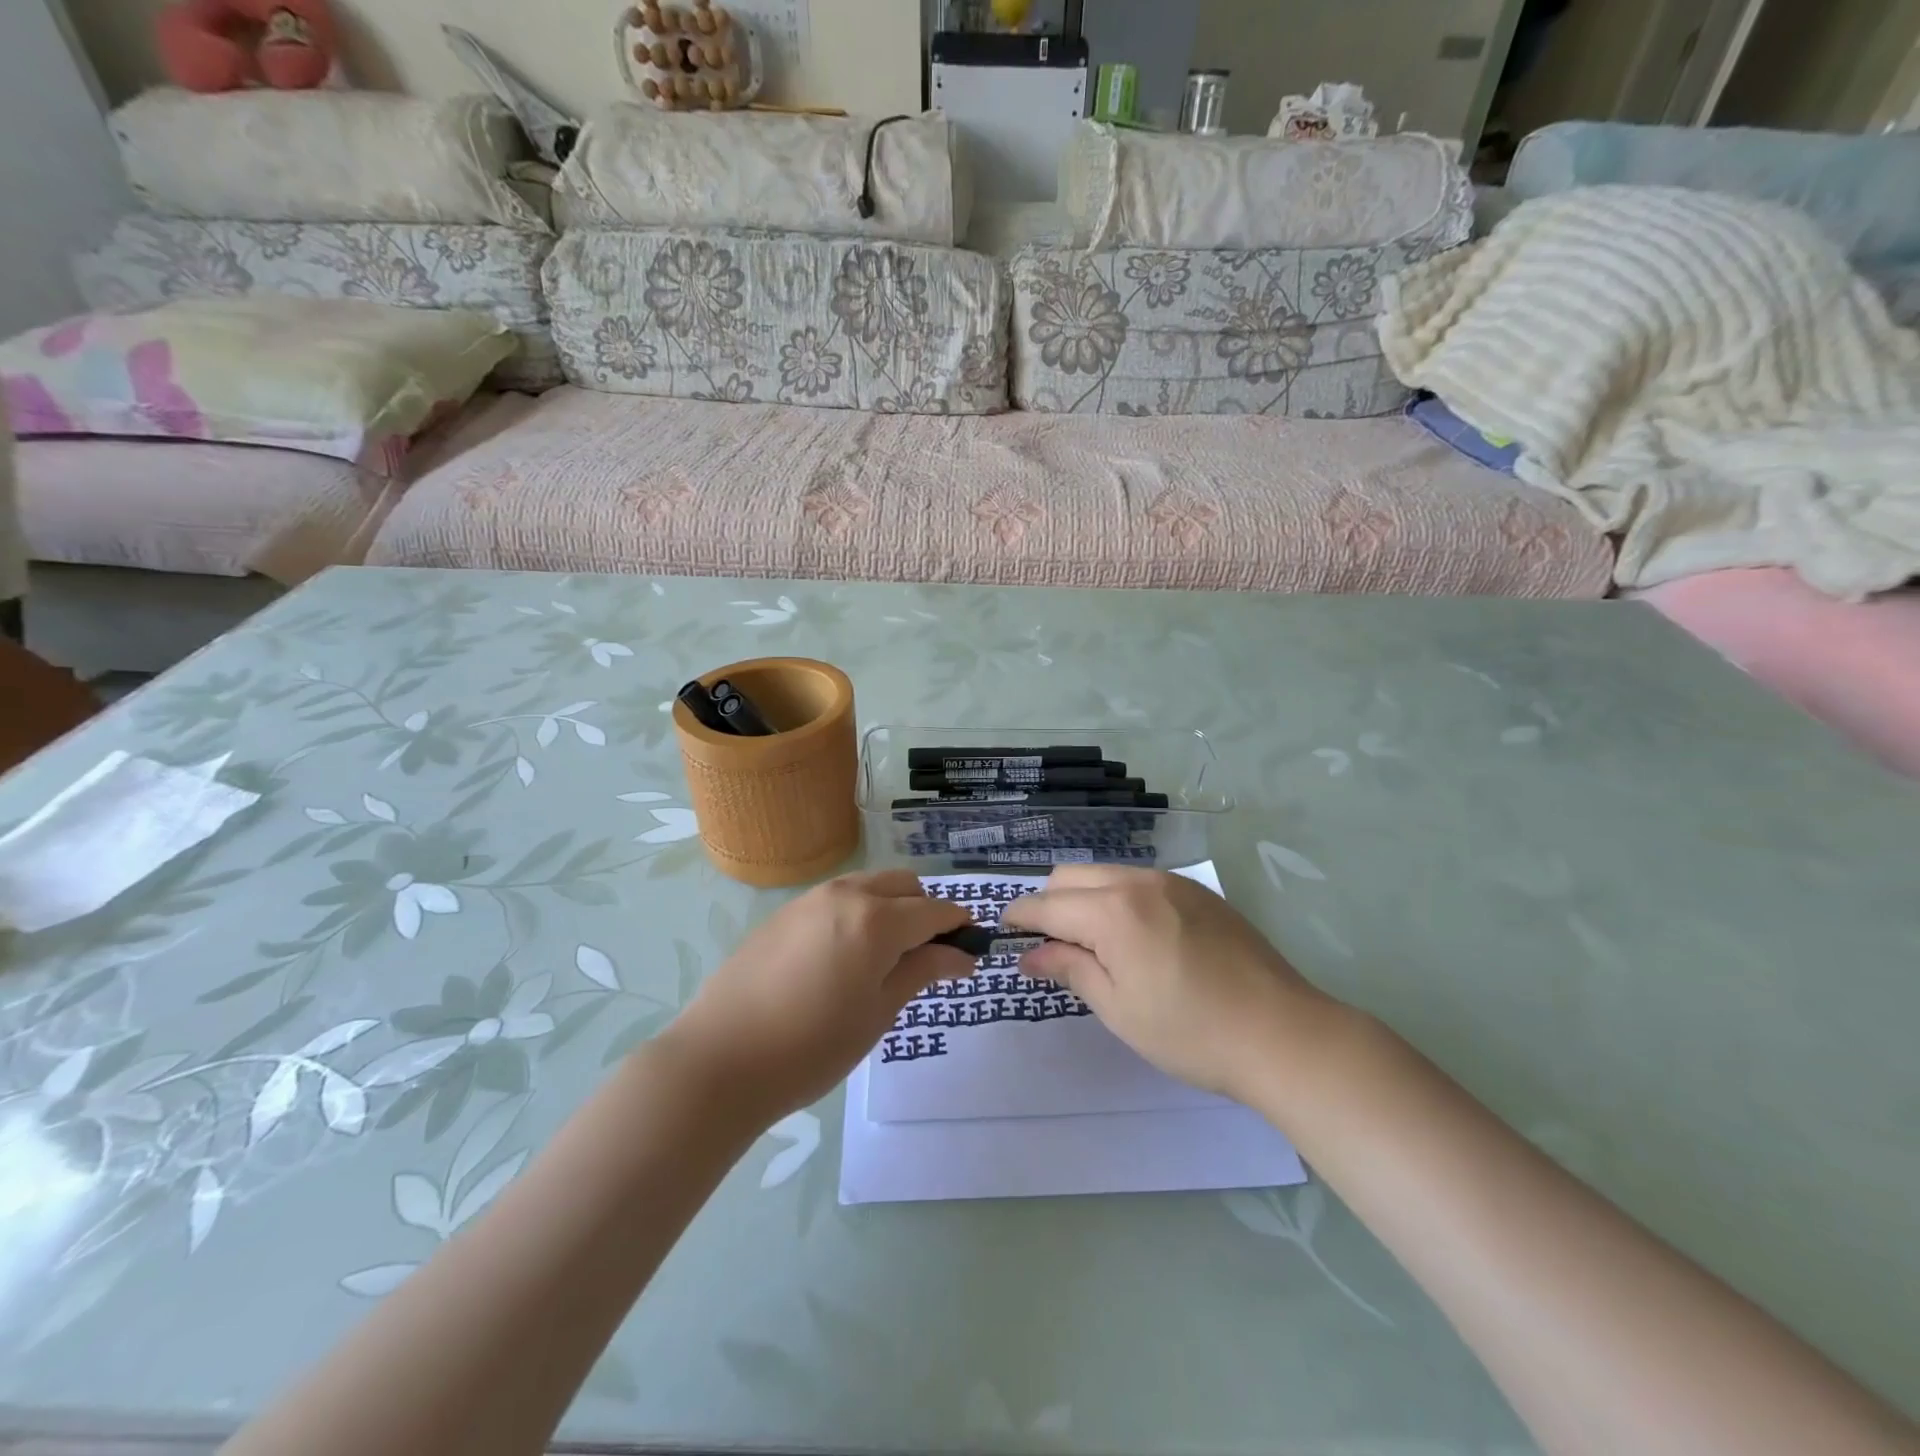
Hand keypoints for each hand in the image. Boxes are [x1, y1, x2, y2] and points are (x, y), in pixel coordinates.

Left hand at [661, 870, 973, 1126]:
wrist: (720, 1059)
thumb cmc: (812, 1046)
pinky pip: (836, 898)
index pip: (934, 909)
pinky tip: (842, 958)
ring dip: (890, 907)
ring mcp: (810, 899)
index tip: (969, 950)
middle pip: (903, 884)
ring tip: (883, 958)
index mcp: (877, 919)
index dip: (958, 926)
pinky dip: (857, 913)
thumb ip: (922, 971)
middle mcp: (846, 894)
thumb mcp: (878, 1011)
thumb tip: (963, 954)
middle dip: (924, 910)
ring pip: (868, 886)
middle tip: (925, 957)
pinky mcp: (784, 913)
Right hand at [999, 866, 1342, 1103]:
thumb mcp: (1119, 1009)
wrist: (1284, 1034)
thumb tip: (1030, 954)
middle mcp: (1139, 881)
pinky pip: (1140, 882)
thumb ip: (1070, 969)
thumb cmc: (1191, 1032)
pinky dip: (1119, 899)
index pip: (1046, 903)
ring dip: (1085, 898)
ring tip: (1094, 945)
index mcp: (1113, 910)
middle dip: (1049, 903)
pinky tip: (1137, 939)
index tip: (1003, 935)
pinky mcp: (1199, 892)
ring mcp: (1173, 882)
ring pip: (1106, 874)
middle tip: (1050, 947)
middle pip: (1071, 876)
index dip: (1019, 918)